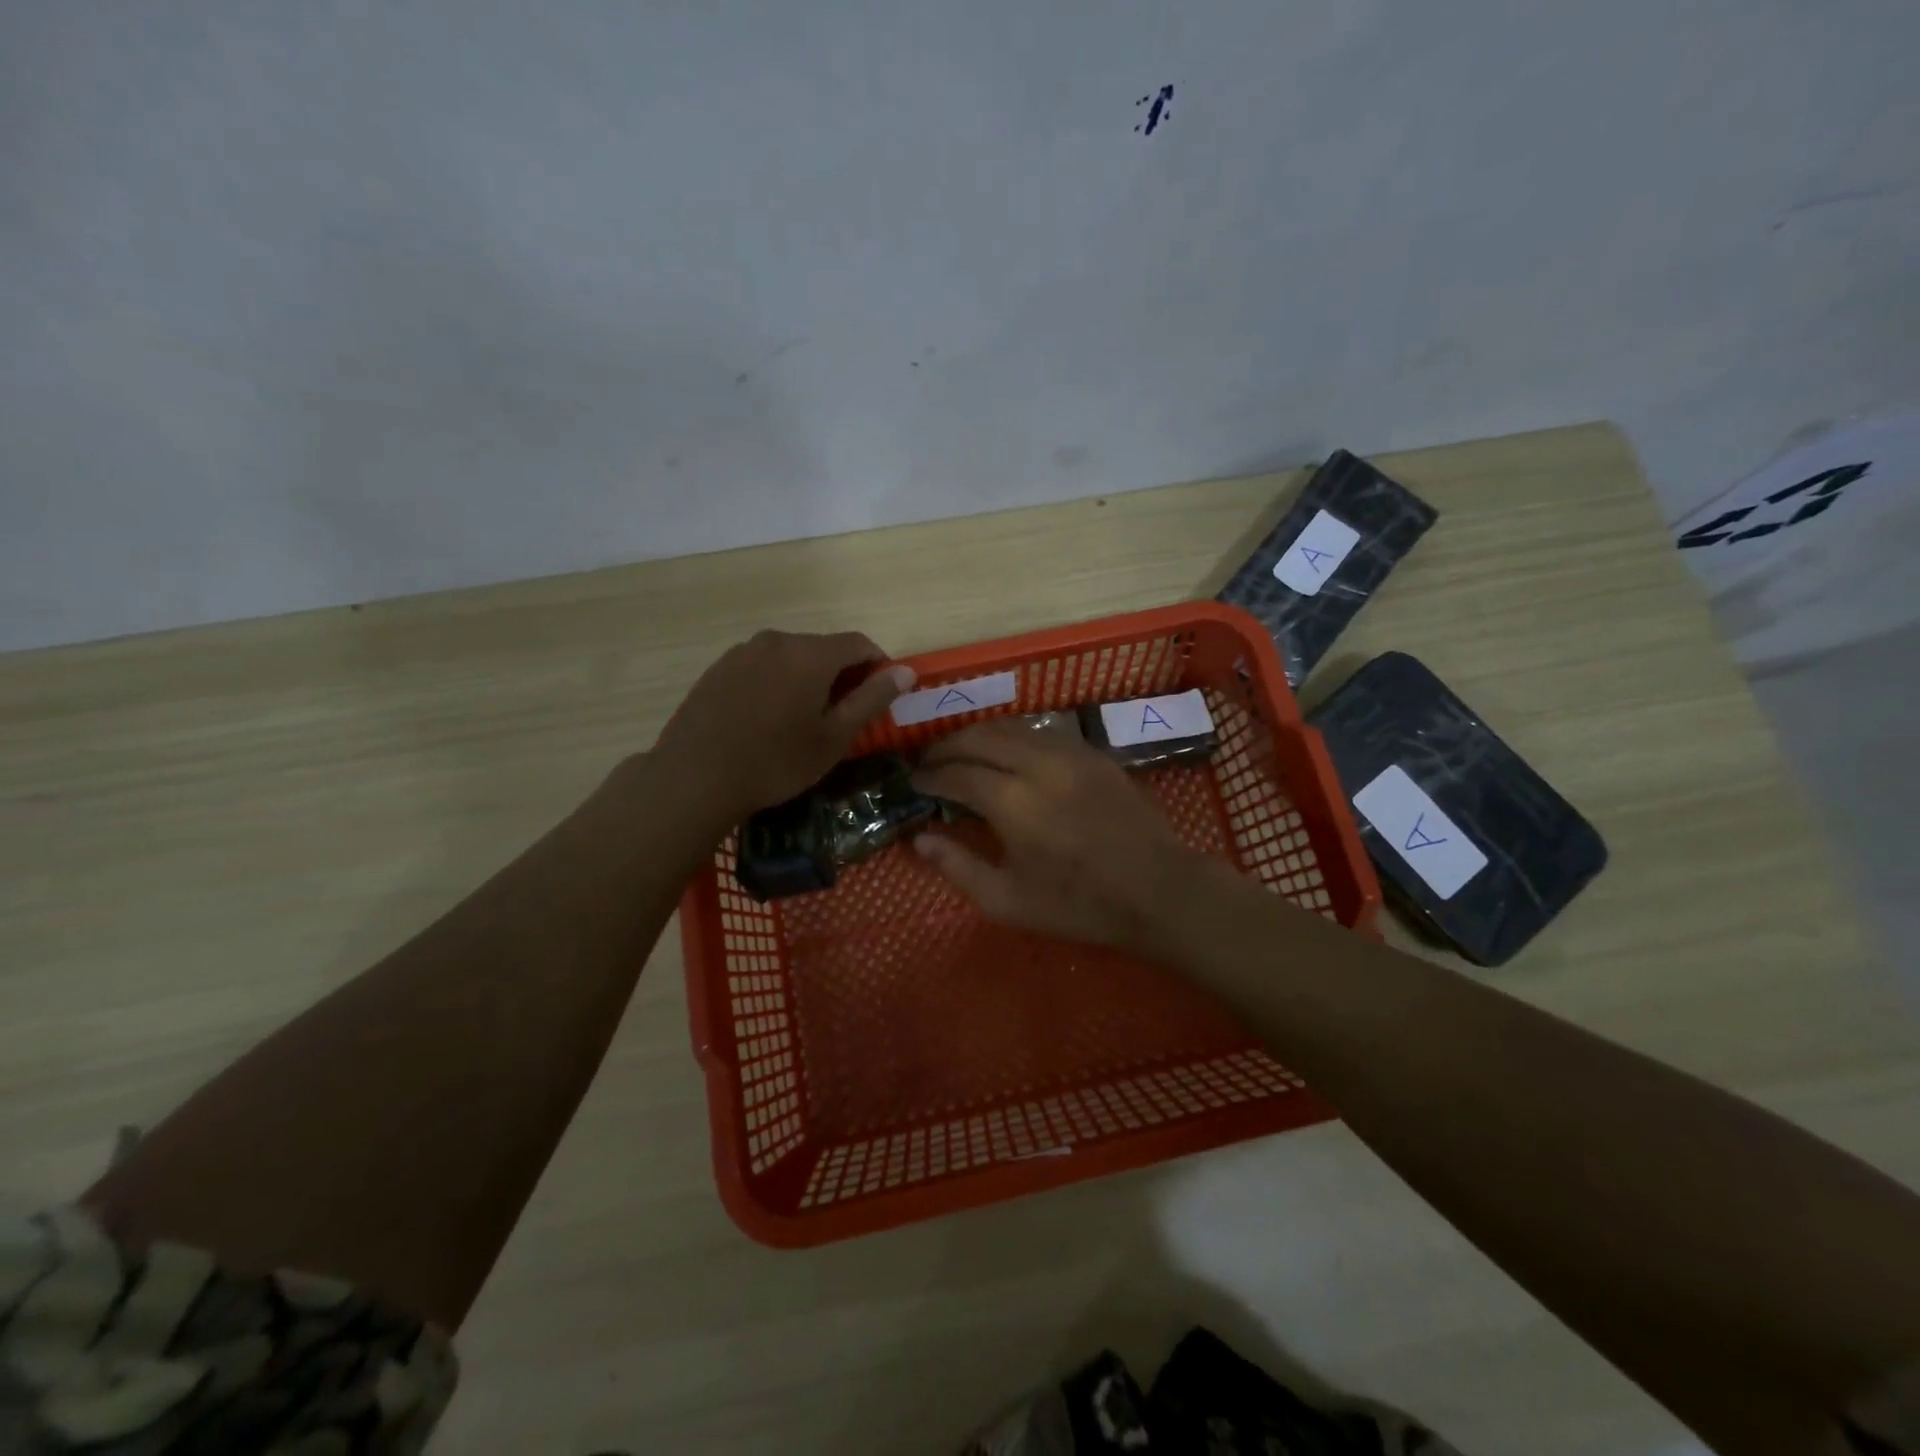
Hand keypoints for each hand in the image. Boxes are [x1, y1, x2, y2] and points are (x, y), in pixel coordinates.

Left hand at [654, 630, 914, 824]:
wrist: (695, 776)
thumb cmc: (776, 761)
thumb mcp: (834, 737)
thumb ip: (872, 698)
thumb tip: (905, 671)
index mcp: (811, 653)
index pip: (859, 643)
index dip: (878, 666)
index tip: (880, 697)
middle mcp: (778, 640)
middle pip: (824, 648)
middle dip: (842, 674)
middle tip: (842, 715)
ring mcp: (743, 651)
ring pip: (791, 656)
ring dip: (808, 678)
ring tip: (803, 719)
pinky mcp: (719, 667)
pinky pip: (762, 666)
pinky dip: (777, 682)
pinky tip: (768, 718)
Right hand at [910, 720, 1202, 949]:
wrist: (1157, 889)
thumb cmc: (1079, 903)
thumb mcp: (1009, 901)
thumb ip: (959, 867)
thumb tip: (920, 839)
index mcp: (1013, 801)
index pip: (956, 773)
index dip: (930, 775)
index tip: (914, 782)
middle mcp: (1037, 764)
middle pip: (979, 736)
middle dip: (947, 745)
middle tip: (930, 761)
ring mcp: (1069, 752)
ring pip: (1011, 726)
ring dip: (979, 734)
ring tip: (962, 752)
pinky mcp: (1092, 753)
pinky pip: (1041, 731)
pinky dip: (1013, 736)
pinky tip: (1008, 753)